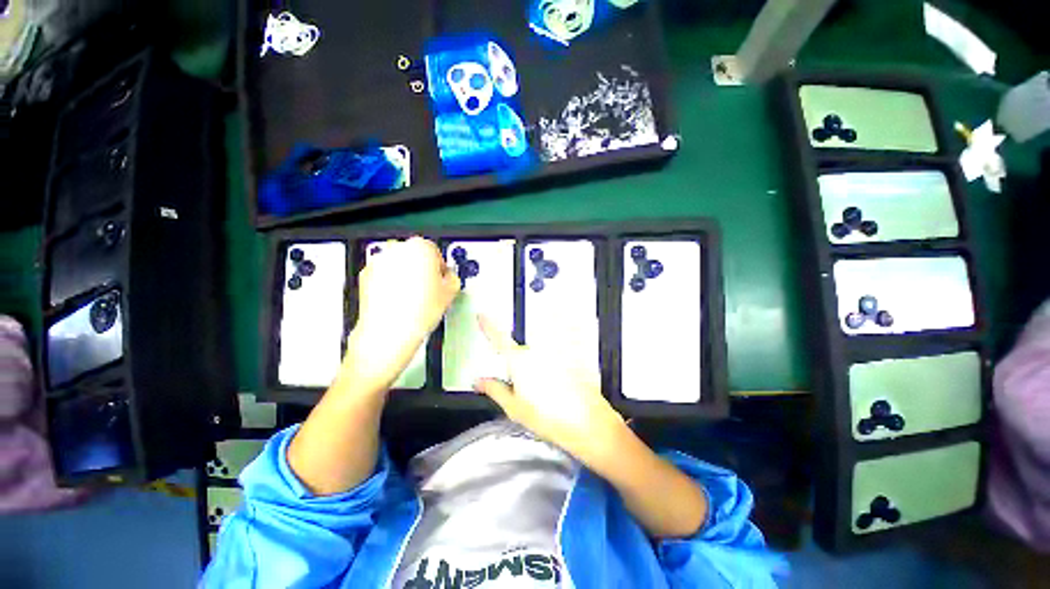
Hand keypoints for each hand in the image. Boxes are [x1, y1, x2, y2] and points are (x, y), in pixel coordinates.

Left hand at [344, 237, 459, 390]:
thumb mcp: (451, 292)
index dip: (440, 267)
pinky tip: (399, 300)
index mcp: (421, 247)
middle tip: (428, 288)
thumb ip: (452, 278)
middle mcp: (397, 249)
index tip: (441, 279)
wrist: (390, 331)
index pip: (435, 250)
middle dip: (421, 268)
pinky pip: (383, 274)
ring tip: (413, 297)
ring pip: (398, 263)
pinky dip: (390, 282)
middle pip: (414, 254)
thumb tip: (448, 277)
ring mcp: (378, 261)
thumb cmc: (420, 310)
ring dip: (405, 274)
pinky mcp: (365, 275)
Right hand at [473, 315, 624, 461]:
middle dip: (519, 369)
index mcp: (519, 361)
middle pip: (520, 352)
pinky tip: (561, 390)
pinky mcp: (570, 356)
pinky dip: (554, 371)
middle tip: (528, 393)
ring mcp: (555, 351)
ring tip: (548, 396)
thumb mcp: (514, 408)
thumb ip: (495, 389)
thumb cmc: (549, 417)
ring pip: (538, 357)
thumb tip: (480, 381)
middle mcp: (537, 351)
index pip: (499, 338)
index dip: (488, 325)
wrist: (587, 422)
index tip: (482, 315)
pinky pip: (556, 358)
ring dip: (539, 372)